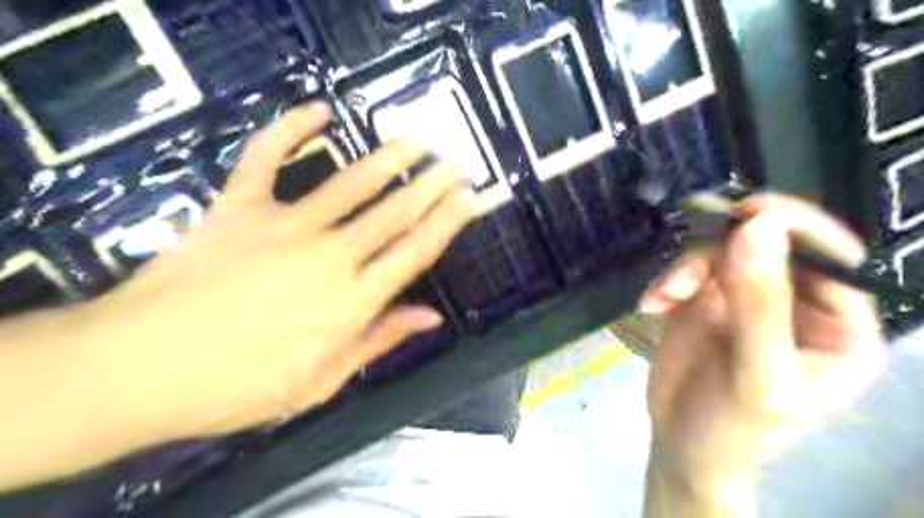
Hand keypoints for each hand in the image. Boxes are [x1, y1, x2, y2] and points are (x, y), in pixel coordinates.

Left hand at [69, 100, 475, 443]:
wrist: (133, 369)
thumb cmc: (235, 388)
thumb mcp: (320, 382)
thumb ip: (378, 341)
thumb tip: (429, 317)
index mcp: (351, 302)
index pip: (414, 251)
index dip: (447, 222)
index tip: (470, 198)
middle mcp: (329, 256)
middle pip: (393, 212)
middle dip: (432, 184)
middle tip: (458, 161)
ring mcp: (283, 226)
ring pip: (350, 183)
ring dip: (389, 157)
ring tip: (417, 137)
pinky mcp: (238, 207)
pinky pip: (267, 159)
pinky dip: (290, 130)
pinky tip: (318, 111)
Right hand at [640, 193, 883, 512]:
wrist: (681, 445)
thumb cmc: (735, 428)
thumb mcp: (757, 376)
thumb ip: (761, 304)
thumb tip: (757, 227)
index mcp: (838, 327)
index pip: (833, 259)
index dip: (796, 228)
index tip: (749, 212)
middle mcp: (795, 304)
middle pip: (767, 246)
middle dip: (721, 252)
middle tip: (686, 267)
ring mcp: (745, 298)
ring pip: (721, 252)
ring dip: (685, 269)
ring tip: (661, 298)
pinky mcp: (705, 299)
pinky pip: (688, 268)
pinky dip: (667, 281)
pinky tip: (652, 305)